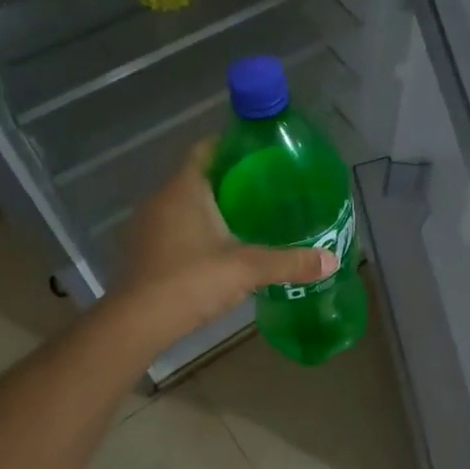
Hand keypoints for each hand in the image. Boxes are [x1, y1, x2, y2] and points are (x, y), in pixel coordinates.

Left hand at [111, 139, 336, 351]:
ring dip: (214, 206)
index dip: (232, 145)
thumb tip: (332, 261)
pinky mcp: (144, 251)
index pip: (206, 149)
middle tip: (267, 186)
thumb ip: (290, 262)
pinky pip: (176, 227)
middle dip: (230, 178)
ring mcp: (148, 226)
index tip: (261, 151)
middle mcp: (161, 199)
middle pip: (198, 176)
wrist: (138, 324)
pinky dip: (199, 229)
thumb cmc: (191, 280)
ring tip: (251, 215)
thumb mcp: (248, 268)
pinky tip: (222, 246)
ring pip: (186, 204)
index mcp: (184, 189)